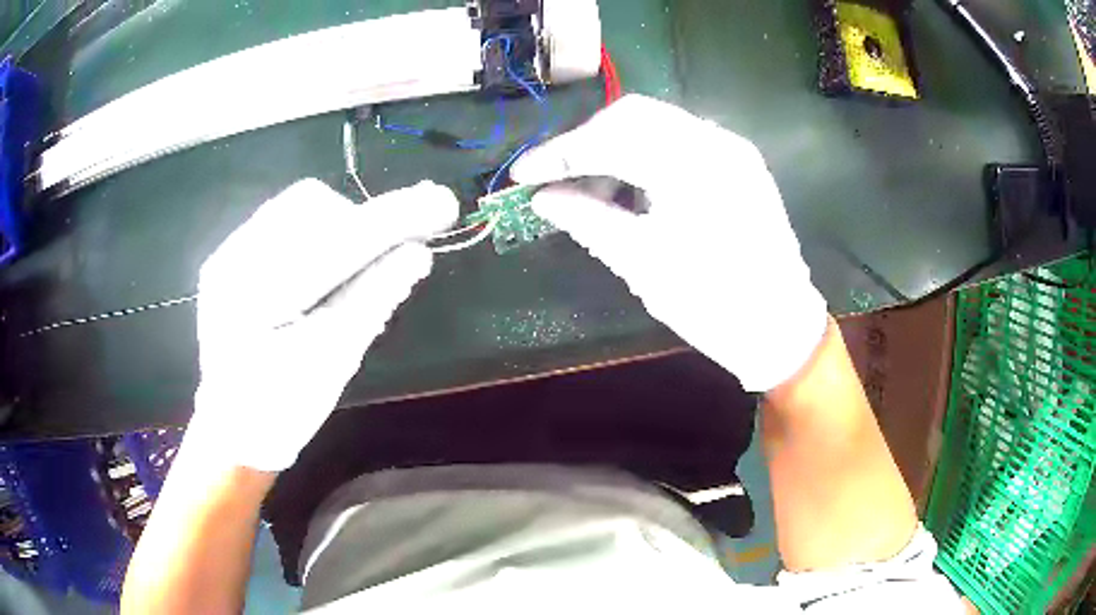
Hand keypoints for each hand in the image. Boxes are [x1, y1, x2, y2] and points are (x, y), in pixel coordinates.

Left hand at [189, 179, 457, 470]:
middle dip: (357, 223)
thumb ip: (373, 299)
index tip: (442, 203)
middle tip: (380, 259)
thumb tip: (417, 253)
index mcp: (257, 294)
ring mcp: (228, 254)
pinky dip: (315, 237)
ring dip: (336, 228)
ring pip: (296, 208)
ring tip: (348, 271)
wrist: (232, 431)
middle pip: (311, 204)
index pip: (336, 239)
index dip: (393, 218)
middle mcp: (235, 259)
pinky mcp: (231, 258)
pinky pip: (281, 223)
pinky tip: (318, 274)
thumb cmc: (283, 409)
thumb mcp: (333, 361)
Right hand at [512, 95, 826, 391]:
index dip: (559, 153)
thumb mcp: (641, 263)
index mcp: (694, 166)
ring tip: (591, 188)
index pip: (610, 139)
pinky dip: (646, 155)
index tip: (522, 173)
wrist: (780, 327)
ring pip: (657, 124)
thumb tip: (541, 197)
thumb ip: (587, 219)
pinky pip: (681, 141)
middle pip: (633, 115)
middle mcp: (717, 140)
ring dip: (616, 146)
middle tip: (556, 176)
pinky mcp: (739, 162)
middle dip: (586, 142)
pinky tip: (630, 186)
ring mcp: (732, 148)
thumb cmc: (713, 305)